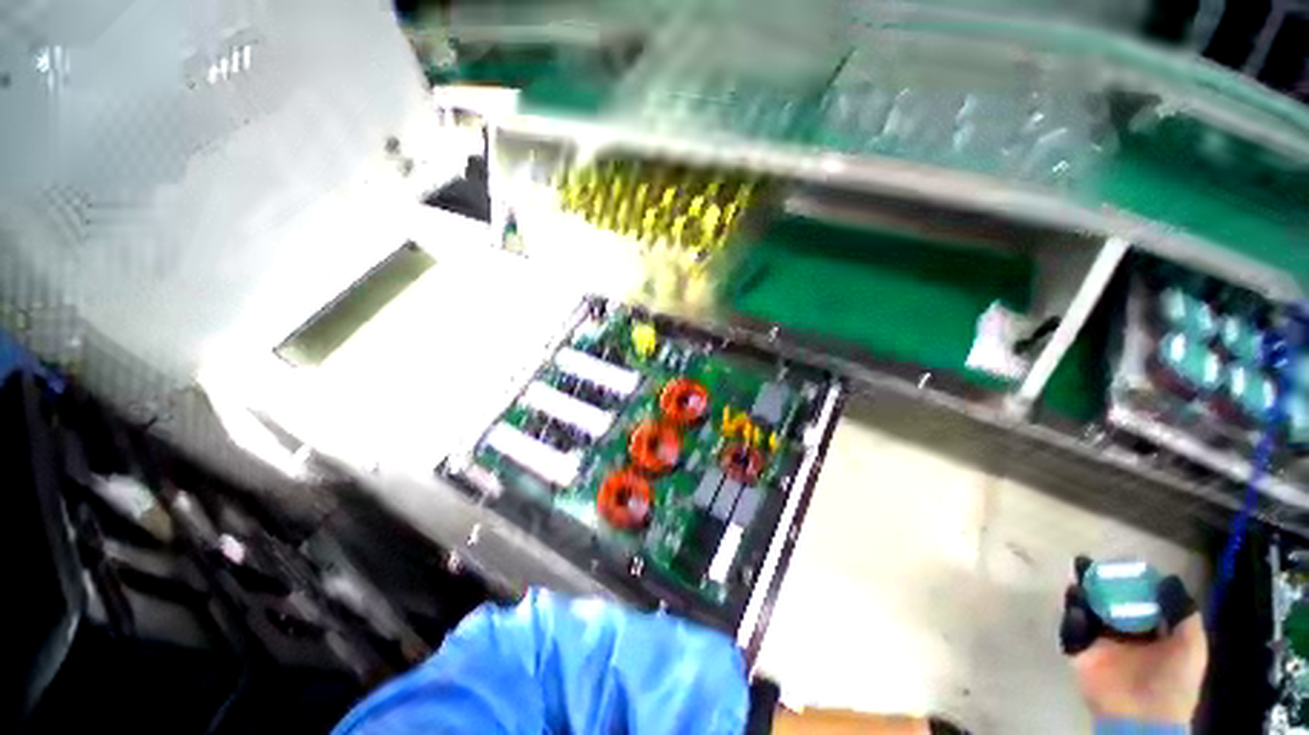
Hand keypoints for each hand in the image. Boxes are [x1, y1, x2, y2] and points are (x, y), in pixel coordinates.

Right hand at [1061, 557, 1207, 724]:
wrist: (1144, 716)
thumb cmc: (1173, 680)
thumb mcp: (1190, 646)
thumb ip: (1182, 613)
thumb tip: (1168, 578)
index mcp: (1150, 635)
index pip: (1137, 603)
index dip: (1130, 583)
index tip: (1123, 565)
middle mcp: (1123, 637)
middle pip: (1107, 603)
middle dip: (1098, 584)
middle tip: (1089, 564)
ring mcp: (1100, 646)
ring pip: (1085, 613)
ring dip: (1081, 595)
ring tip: (1079, 579)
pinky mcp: (1080, 654)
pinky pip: (1072, 632)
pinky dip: (1072, 618)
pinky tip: (1076, 608)